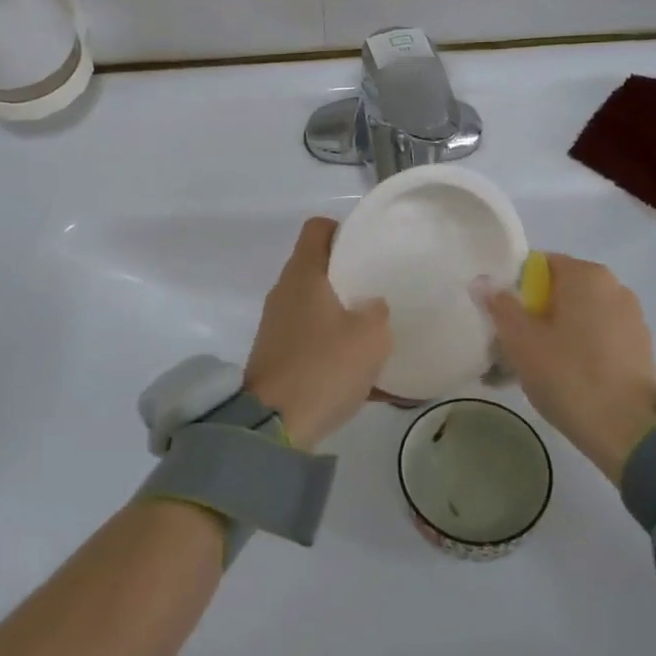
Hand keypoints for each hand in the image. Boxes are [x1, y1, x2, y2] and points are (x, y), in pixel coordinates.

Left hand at [243, 218, 391, 448]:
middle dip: (350, 276)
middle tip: (381, 288)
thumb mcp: (370, 335)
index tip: (368, 246)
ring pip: (318, 307)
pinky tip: (369, 377)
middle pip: (319, 268)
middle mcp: (285, 293)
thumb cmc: (324, 366)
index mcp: (303, 274)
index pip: (318, 228)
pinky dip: (337, 350)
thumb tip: (372, 306)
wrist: (273, 426)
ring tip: (378, 333)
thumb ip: (378, 311)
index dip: (343, 229)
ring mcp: (278, 326)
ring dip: (345, 316)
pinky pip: (315, 342)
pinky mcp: (279, 357)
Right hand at [480, 254, 655, 482]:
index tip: (504, 320)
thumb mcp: (521, 340)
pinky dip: (581, 347)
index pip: (540, 265)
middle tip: (514, 345)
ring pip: (581, 315)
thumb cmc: (568, 375)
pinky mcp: (641, 346)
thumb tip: (483, 280)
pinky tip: (567, 377)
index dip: (516, 289)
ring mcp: (632, 317)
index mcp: (586, 275)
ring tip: (538, 367)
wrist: (627, 432)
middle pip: (561, 290)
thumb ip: (500, 305)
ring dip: (558, 332)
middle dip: (536, 312)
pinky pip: (600, 335)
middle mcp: (614, 286)